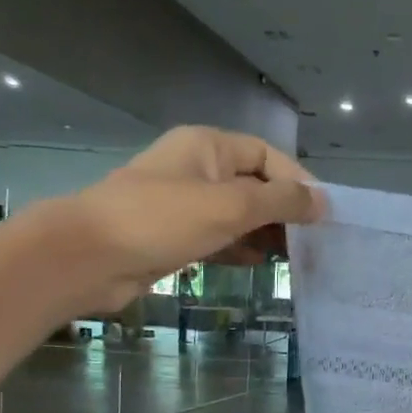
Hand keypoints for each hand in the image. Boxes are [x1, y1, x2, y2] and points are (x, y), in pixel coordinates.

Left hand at [64, 126, 321, 305]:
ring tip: (296, 258)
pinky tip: (262, 265)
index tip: (322, 215)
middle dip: (284, 211)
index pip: (267, 155)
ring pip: (239, 214)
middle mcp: (198, 169)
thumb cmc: (161, 220)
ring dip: (266, 233)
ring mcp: (185, 204)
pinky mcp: (176, 236)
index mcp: (208, 146)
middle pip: (255, 184)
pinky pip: (220, 237)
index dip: (297, 181)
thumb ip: (281, 201)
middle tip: (314, 243)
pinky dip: (242, 248)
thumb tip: (323, 202)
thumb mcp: (231, 205)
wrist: (88, 258)